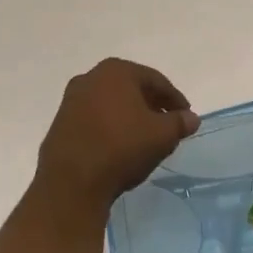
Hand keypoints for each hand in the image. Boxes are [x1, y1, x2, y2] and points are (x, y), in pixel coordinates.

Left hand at [35, 58, 199, 213]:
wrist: (71, 181)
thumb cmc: (121, 148)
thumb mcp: (161, 136)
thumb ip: (179, 123)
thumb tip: (191, 118)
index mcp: (116, 71)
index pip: (155, 80)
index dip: (175, 99)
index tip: (186, 116)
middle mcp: (90, 78)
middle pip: (131, 88)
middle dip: (152, 105)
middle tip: (168, 125)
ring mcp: (71, 100)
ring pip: (111, 103)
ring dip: (130, 116)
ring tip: (145, 137)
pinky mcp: (61, 123)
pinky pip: (95, 119)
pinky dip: (111, 127)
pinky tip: (120, 146)